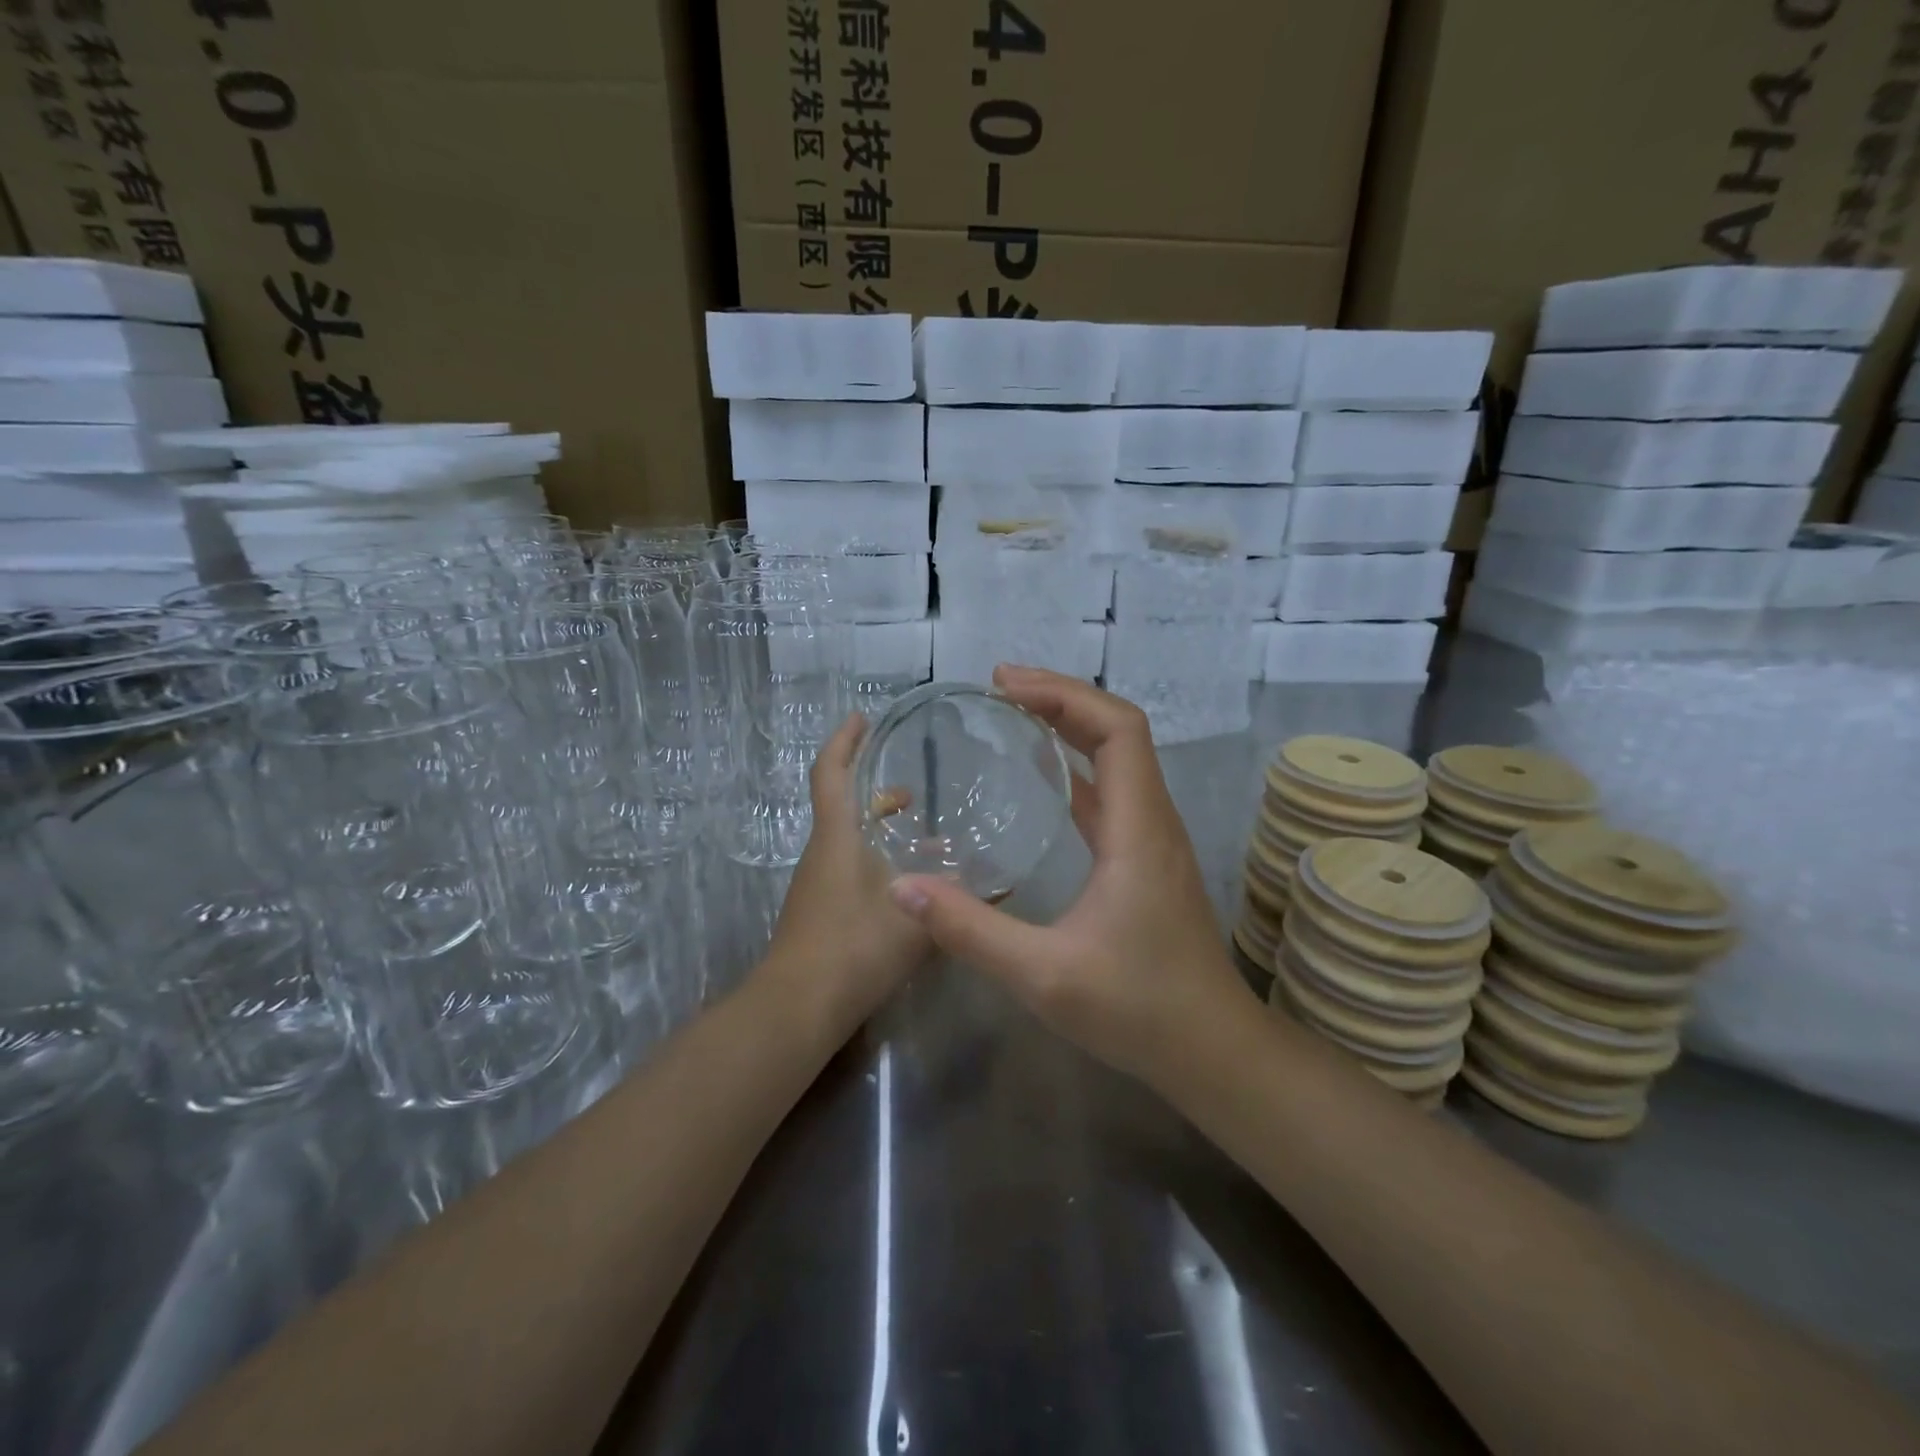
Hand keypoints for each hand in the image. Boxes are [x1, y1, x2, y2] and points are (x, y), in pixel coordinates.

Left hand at [759, 712, 932, 1038]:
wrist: (799, 1007)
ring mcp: (817, 883)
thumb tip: (1003, 881)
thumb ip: (958, 898)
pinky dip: (876, 859)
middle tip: (915, 788)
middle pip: (842, 804)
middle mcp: (822, 852)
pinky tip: (910, 882)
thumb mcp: (916, 920)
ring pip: (848, 839)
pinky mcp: (820, 910)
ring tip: (922, 833)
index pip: (831, 772)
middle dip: (874, 788)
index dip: (844, 740)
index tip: (863, 717)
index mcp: (837, 837)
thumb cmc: (854, 947)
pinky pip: (849, 867)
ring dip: (879, 827)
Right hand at [886, 665, 1253, 1085]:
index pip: (1117, 729)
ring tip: (1015, 715)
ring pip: (1119, 758)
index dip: (1064, 695)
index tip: (1005, 686)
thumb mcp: (1044, 975)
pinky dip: (1077, 766)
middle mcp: (1153, 820)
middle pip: (1118, 731)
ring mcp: (1153, 839)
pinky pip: (1113, 791)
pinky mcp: (1146, 860)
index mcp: (1138, 828)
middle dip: (1061, 698)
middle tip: (999, 688)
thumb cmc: (1137, 1009)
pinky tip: (1043, 777)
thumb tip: (903, 888)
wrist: (1211, 1050)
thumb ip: (971, 931)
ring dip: (1071, 726)